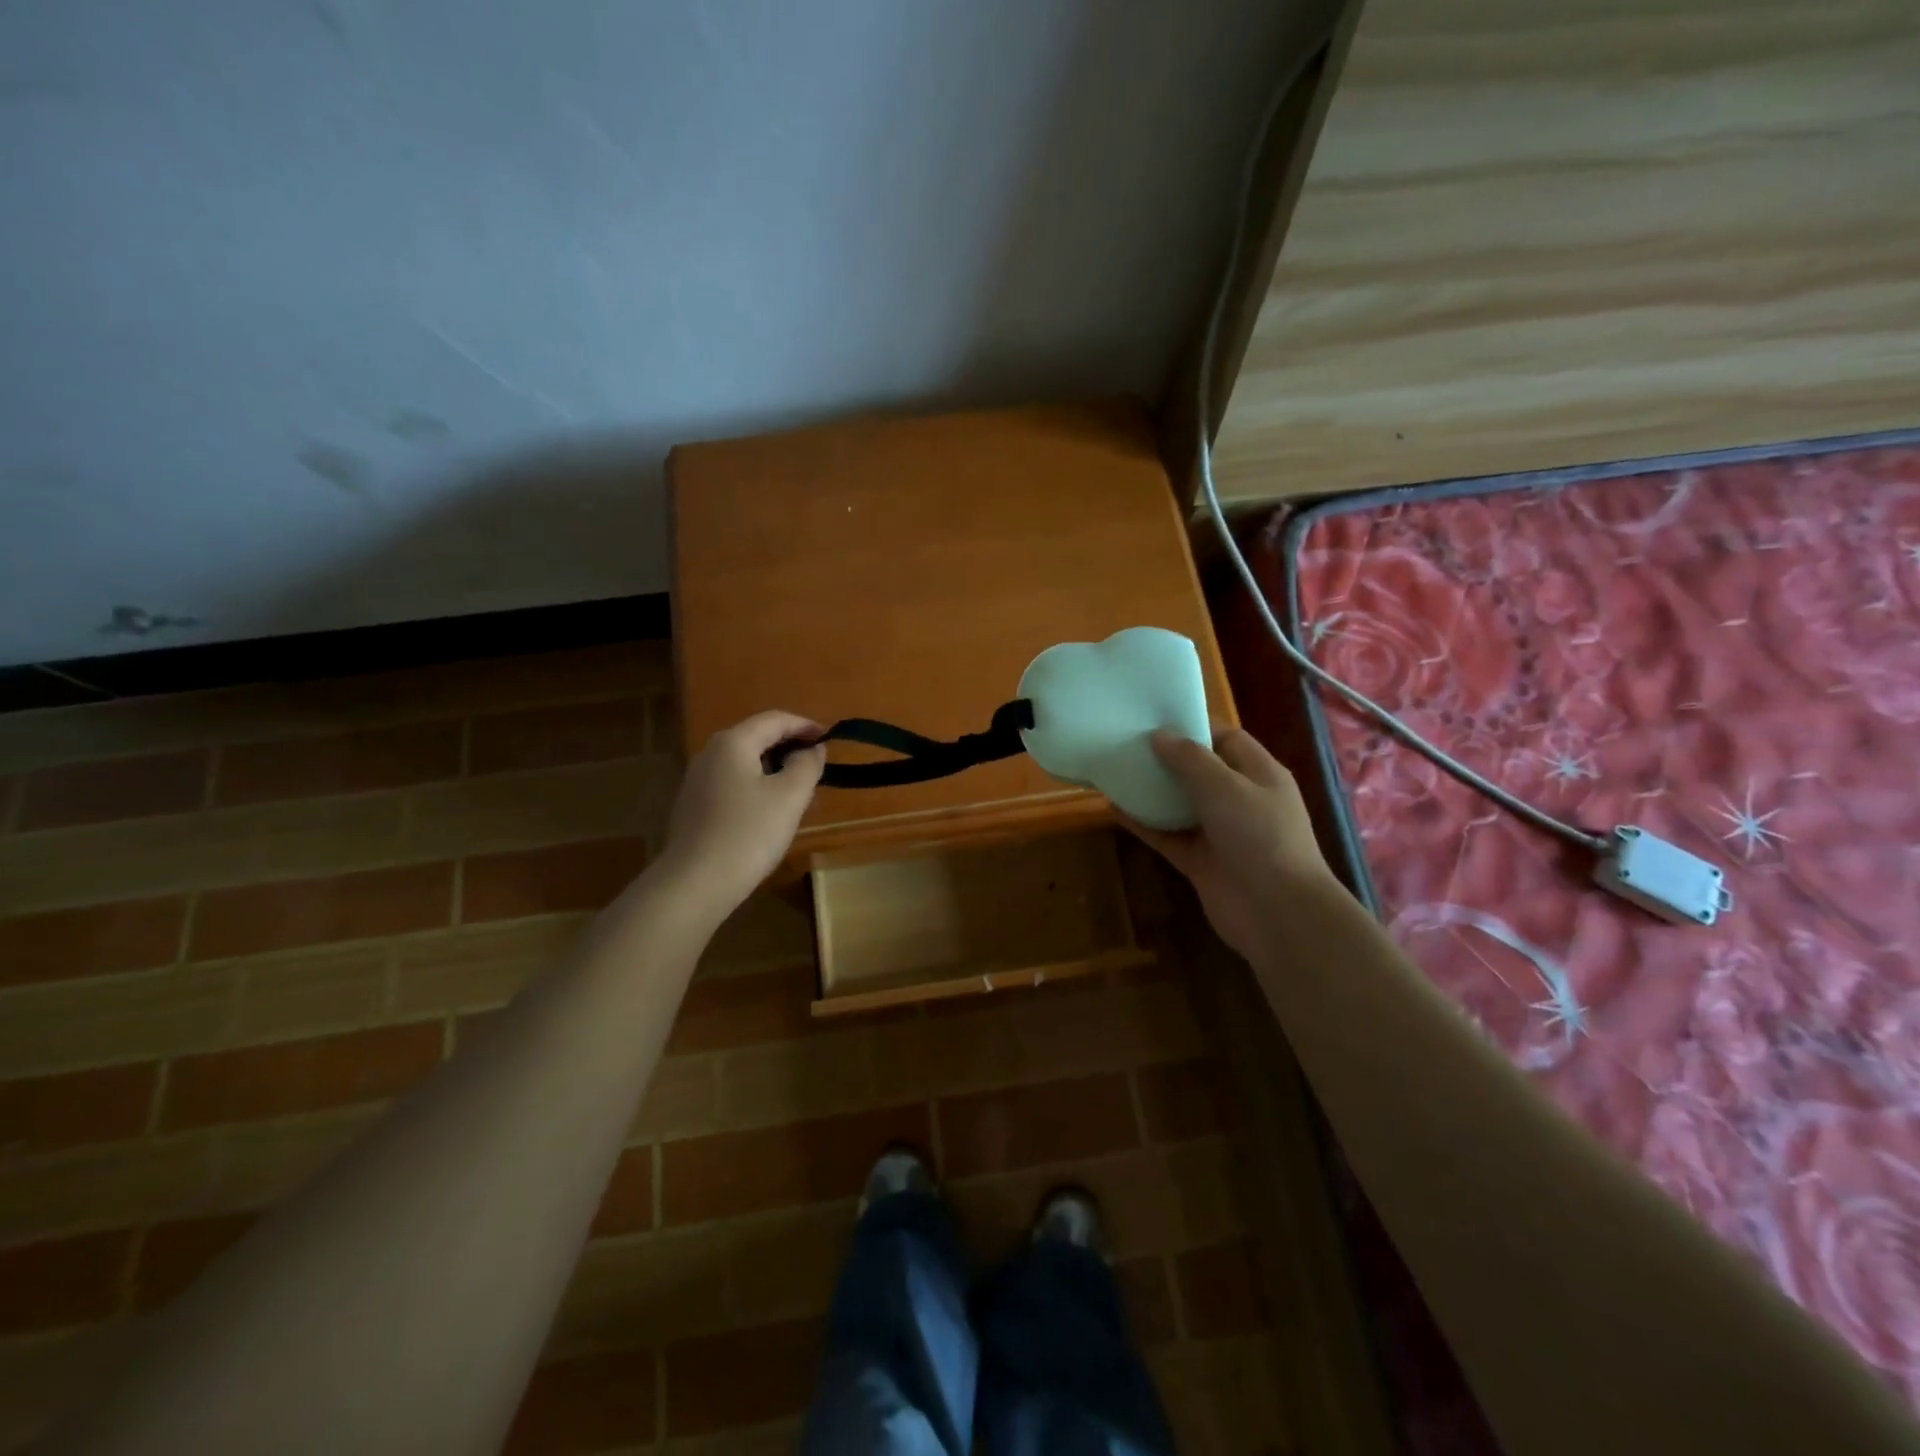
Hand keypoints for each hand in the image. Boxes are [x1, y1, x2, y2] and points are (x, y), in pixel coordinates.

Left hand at [652, 711, 825, 921]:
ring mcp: (698, 780)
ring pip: (745, 763)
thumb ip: (807, 765)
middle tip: (818, 767)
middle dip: (790, 748)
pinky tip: (771, 813)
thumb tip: (813, 749)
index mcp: (733, 742)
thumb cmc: (749, 833)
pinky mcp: (694, 806)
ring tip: (800, 792)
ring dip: (775, 769)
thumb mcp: (790, 796)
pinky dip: (757, 786)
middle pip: (757, 738)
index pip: (775, 720)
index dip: (806, 726)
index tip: (831, 738)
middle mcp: (710, 753)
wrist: (695, 883)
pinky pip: (733, 783)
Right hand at [1124, 728, 1336, 961]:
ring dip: (1152, 790)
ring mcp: (1219, 832)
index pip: (1226, 739)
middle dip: (1166, 757)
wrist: (1276, 912)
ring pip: (1180, 803)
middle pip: (1199, 770)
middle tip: (1126, 741)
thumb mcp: (1225, 787)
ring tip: (1115, 770)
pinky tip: (1114, 809)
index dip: (1194, 726)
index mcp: (1259, 774)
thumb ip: (1190, 759)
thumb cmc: (1259, 836)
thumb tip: (1159, 735)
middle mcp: (1240, 799)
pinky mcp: (1200, 860)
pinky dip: (1144, 823)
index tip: (1155, 718)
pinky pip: (1167, 835)